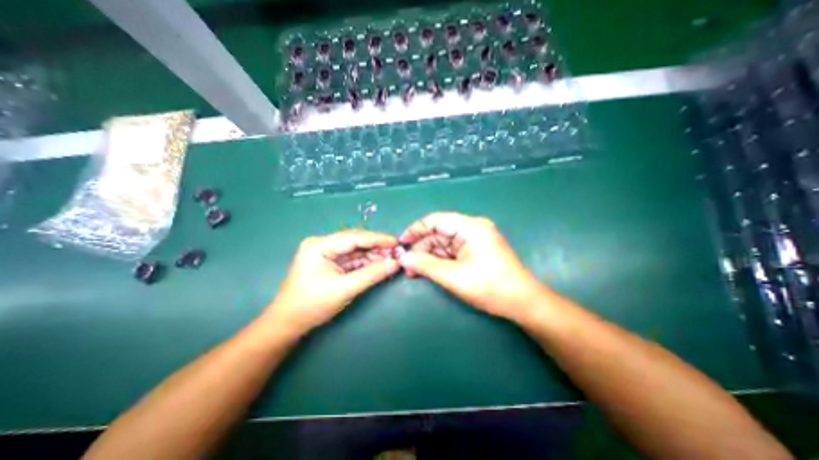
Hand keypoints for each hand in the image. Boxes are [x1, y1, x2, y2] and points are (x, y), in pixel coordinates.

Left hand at [263, 228, 400, 337]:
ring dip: (373, 256)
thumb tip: (396, 263)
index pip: (354, 237)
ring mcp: (326, 253)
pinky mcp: (330, 263)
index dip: (378, 239)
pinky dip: (366, 263)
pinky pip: (352, 260)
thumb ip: (372, 274)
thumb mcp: (345, 289)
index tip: (397, 242)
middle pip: (356, 242)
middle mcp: (323, 244)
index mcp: (320, 245)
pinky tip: (379, 265)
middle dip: (377, 248)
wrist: (289, 324)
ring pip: (356, 251)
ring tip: (391, 259)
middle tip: (397, 252)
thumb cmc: (312, 305)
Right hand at [396, 211, 542, 320]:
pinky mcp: (476, 251)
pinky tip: (428, 270)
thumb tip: (403, 258)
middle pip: (439, 233)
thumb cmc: (490, 287)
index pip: (436, 220)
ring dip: (429, 256)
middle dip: (421, 248)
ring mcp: (475, 240)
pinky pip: (452, 252)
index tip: (401, 243)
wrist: (523, 303)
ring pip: (444, 244)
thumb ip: (425, 265)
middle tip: (406, 265)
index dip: (416, 230)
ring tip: (413, 271)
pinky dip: (439, 260)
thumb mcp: (453, 276)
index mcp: (470, 227)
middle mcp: (472, 229)